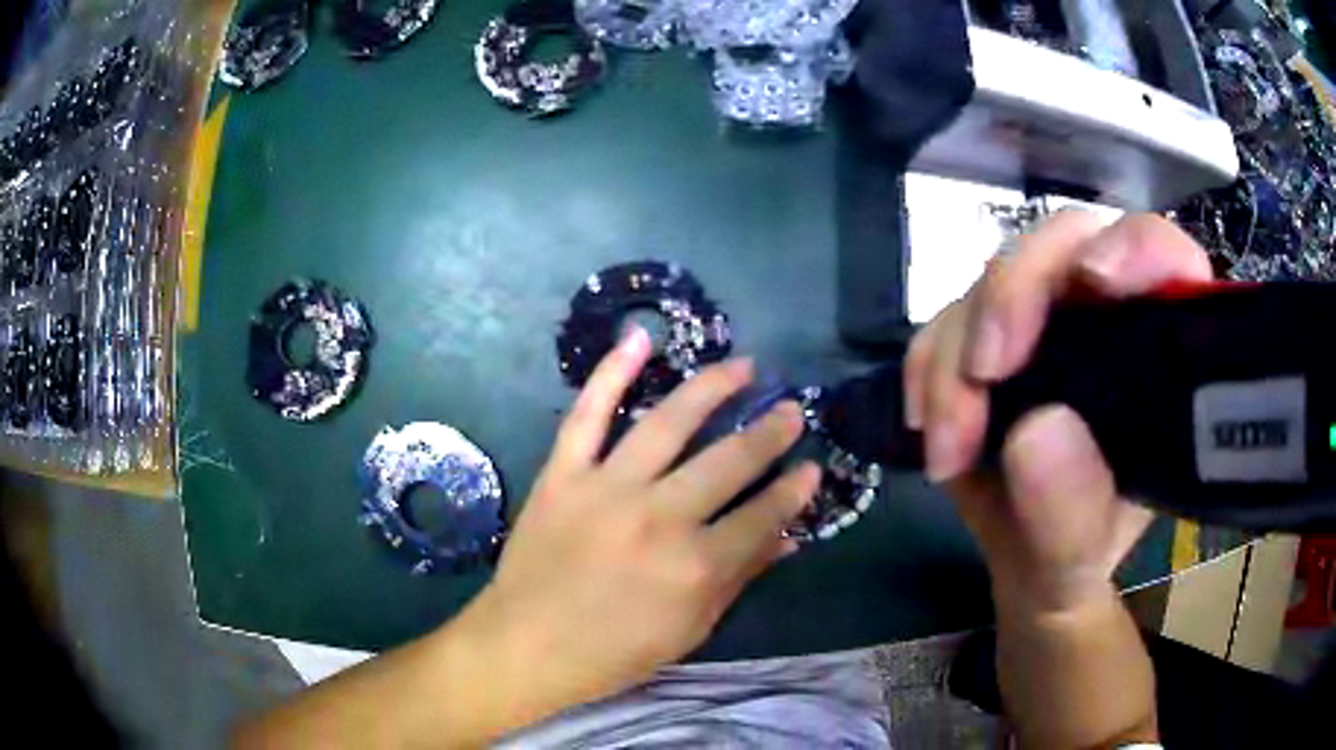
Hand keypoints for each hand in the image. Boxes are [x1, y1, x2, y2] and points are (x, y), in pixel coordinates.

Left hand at [465, 328, 819, 715]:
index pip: (763, 516)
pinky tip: (639, 338)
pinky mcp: (563, 474)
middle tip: (792, 409)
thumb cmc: (613, 651)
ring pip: (669, 423)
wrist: (526, 645)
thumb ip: (739, 577)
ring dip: (712, 388)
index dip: (794, 491)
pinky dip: (611, 373)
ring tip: (743, 367)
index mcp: (695, 566)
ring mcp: (607, 488)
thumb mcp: (690, 629)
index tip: (812, 467)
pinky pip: (587, 415)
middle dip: (770, 433)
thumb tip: (789, 538)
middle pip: (728, 462)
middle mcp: (659, 517)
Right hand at [904, 212, 1213, 613]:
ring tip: (948, 452)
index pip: (1163, 256)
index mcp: (1158, 350)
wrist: (1027, 562)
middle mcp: (1103, 313)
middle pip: (1064, 244)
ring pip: (992, 280)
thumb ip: (1071, 510)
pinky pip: (944, 318)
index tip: (1095, 281)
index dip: (1135, 247)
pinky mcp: (989, 332)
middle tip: (984, 374)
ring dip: (955, 358)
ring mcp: (1042, 318)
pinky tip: (930, 431)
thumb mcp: (1080, 554)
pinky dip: (927, 370)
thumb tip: (1035, 431)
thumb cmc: (1077, 555)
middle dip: (1016, 294)